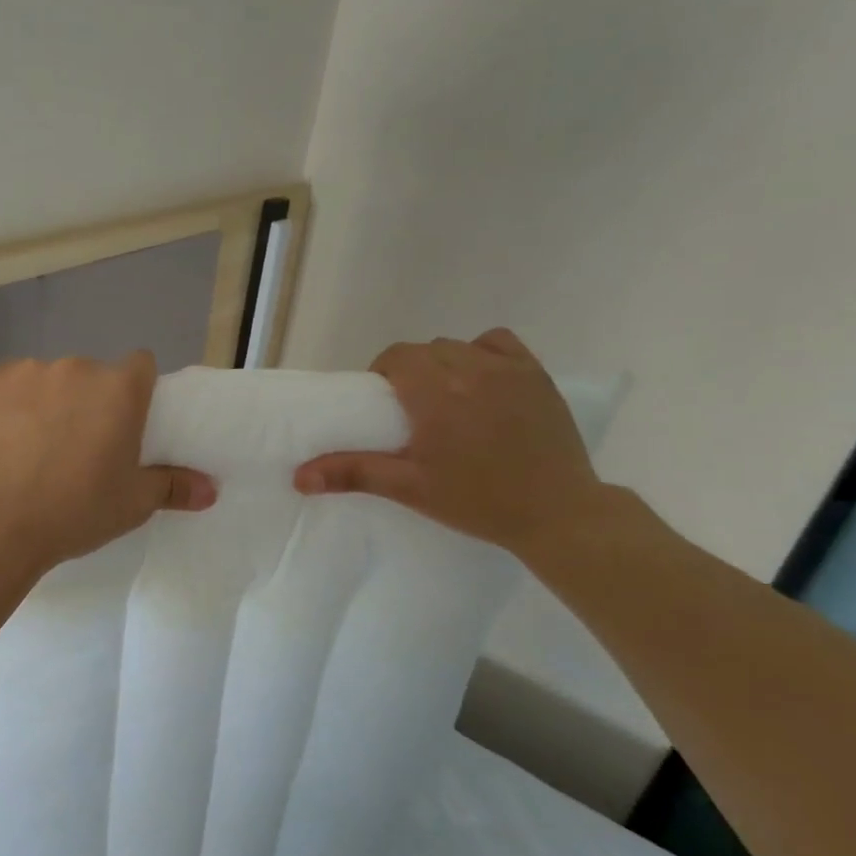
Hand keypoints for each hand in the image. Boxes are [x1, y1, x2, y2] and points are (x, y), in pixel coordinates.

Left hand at [0, 352, 216, 574]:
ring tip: (29, 448)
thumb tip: (211, 490)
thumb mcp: (132, 504)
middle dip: (87, 401)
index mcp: (118, 389)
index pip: (141, 365)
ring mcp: (24, 370)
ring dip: (45, 402)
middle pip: (90, 376)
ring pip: (45, 380)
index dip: (136, 390)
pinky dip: (4, 407)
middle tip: (76, 447)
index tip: (124, 422)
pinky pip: (3, 387)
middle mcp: (75, 368)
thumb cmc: (72, 511)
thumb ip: (173, 487)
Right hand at [292, 331, 603, 555]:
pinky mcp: (537, 375)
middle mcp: (470, 369)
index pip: (397, 356)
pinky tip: (483, 380)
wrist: (556, 512)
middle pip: (426, 350)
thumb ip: (353, 473)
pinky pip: (499, 343)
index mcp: (435, 393)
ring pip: (460, 346)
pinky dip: (483, 352)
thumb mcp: (409, 488)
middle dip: (411, 370)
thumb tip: (299, 476)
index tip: (385, 403)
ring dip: (445, 362)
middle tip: (412, 408)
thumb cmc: (477, 500)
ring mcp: (508, 369)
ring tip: (448, 397)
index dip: (384, 373)